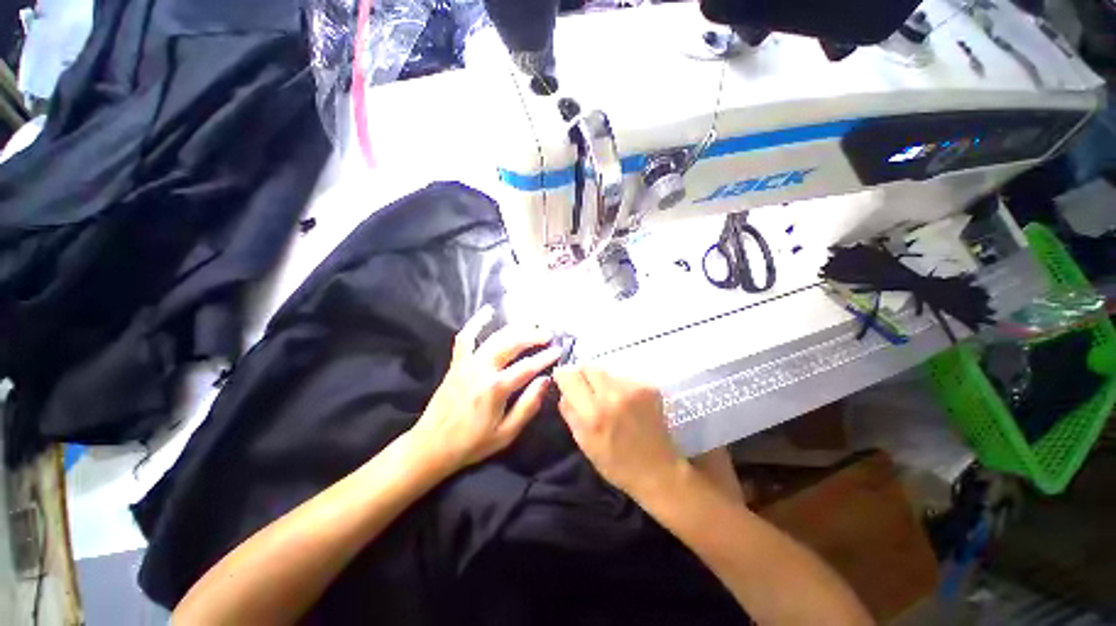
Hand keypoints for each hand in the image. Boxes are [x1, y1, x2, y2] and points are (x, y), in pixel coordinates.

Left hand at [409, 305, 559, 475]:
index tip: (558, 350)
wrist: (431, 446)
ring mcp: (467, 364)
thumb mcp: (506, 433)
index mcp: (495, 389)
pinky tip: (488, 311)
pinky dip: (476, 322)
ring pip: (494, 338)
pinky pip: (466, 337)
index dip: (545, 357)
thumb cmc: (471, 443)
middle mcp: (481, 370)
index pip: (527, 367)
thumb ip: (528, 406)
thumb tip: (545, 381)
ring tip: (530, 325)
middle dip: (532, 336)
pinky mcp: (457, 363)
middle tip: (548, 334)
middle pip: (511, 344)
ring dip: (514, 329)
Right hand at [553, 367, 685, 498]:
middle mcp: (613, 394)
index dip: (563, 376)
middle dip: (582, 375)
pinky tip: (624, 401)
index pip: (570, 376)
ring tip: (606, 398)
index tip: (563, 381)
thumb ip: (569, 412)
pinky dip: (618, 386)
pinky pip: (623, 377)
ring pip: (606, 371)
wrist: (658, 470)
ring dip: (601, 381)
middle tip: (585, 390)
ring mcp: (633, 388)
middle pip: (588, 367)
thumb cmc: (615, 463)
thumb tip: (563, 390)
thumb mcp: (583, 442)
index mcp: (593, 413)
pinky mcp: (648, 386)